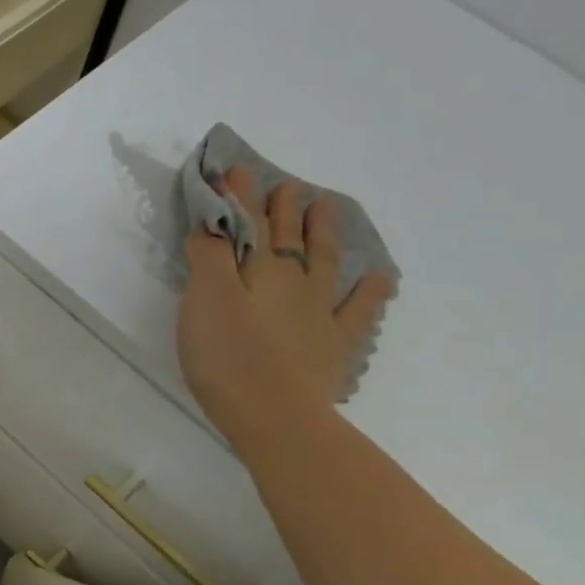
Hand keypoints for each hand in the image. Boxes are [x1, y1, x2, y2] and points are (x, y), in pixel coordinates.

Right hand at [176, 165, 392, 455]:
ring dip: (323, 232)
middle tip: (286, 186)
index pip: (245, 223)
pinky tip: (380, 276)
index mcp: (258, 269)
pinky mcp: (335, 344)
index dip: (238, 197)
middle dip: (281, 209)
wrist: (274, 413)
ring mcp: (320, 311)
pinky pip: (359, 309)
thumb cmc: (228, 356)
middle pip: (286, 236)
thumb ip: (208, 257)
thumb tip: (212, 226)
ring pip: (325, 260)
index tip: (233, 171)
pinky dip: (370, 290)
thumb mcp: (205, 300)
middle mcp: (293, 280)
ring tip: (327, 207)